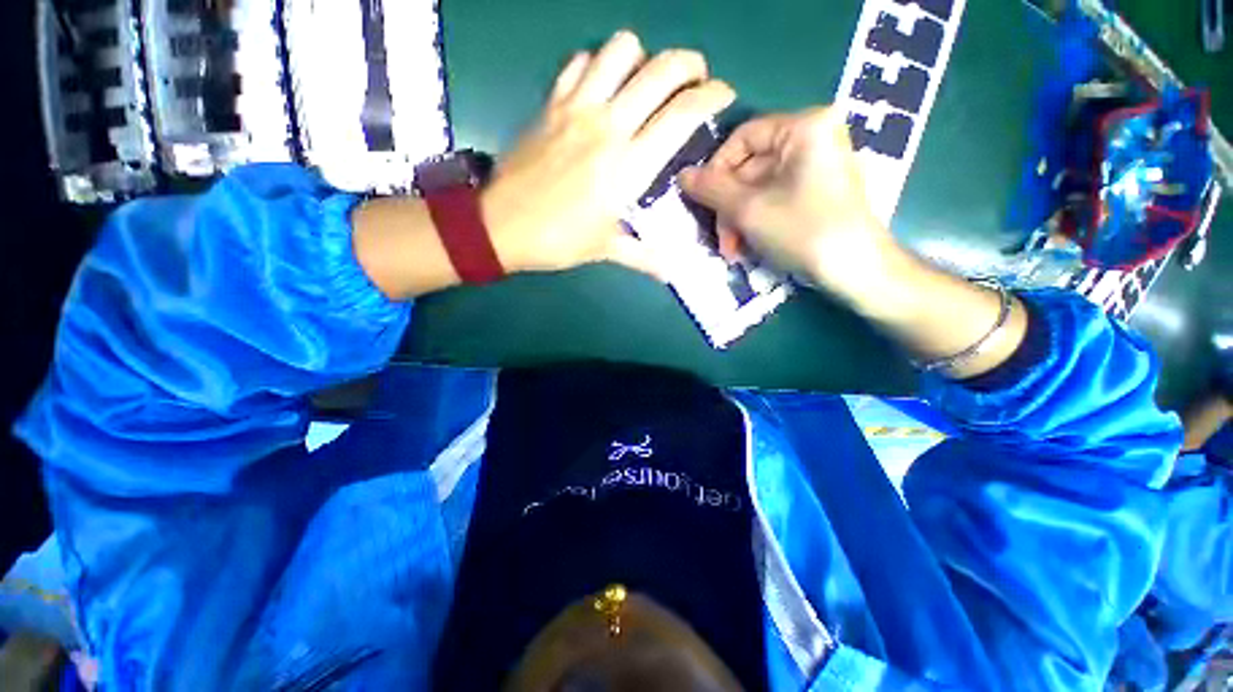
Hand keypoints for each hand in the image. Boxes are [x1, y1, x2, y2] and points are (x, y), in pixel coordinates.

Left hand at [483, 31, 735, 278]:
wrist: (501, 226)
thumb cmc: (559, 241)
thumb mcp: (606, 251)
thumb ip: (646, 258)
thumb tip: (674, 273)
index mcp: (630, 166)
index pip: (683, 114)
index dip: (712, 96)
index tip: (723, 95)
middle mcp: (610, 126)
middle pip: (662, 69)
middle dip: (690, 65)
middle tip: (694, 80)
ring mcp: (578, 108)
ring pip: (622, 49)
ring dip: (643, 58)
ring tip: (645, 81)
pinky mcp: (552, 102)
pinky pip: (581, 62)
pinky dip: (599, 65)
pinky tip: (601, 87)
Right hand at [678, 107, 898, 301]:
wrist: (855, 271)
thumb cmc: (802, 231)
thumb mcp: (749, 209)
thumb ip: (712, 189)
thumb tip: (682, 175)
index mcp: (804, 127)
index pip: (743, 137)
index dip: (716, 171)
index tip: (703, 203)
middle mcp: (814, 138)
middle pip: (750, 167)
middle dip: (729, 208)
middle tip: (722, 241)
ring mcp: (817, 165)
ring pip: (759, 188)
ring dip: (739, 220)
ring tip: (734, 251)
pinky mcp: (817, 191)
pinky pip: (774, 198)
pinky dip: (757, 221)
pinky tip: (749, 246)